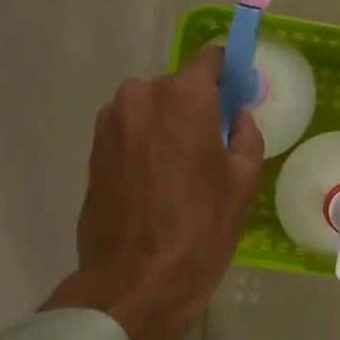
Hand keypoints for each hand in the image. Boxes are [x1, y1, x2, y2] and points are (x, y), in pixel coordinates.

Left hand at [42, 47, 262, 339]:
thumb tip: (238, 115)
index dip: (228, 72)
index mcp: (183, 96)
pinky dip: (145, 145)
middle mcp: (140, 96)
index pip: (210, 59)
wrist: (135, 280)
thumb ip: (246, 134)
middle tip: (212, 146)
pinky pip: (130, 132)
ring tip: (181, 171)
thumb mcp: (243, 182)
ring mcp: (110, 122)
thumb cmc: (200, 229)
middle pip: (178, 87)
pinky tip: (157, 183)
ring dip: (167, 127)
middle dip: (196, 107)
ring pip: (150, 110)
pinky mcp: (93, 150)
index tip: (238, 93)